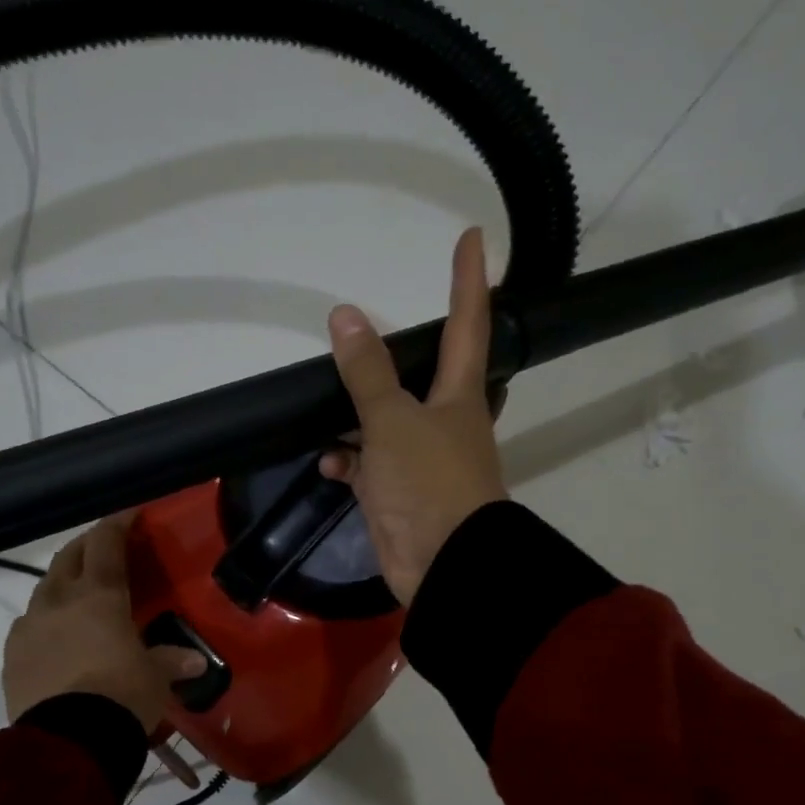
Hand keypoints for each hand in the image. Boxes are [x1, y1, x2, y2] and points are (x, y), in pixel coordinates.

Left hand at [2, 513, 204, 731]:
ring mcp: (29, 627)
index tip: (130, 512)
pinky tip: (56, 634)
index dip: (118, 523)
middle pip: (68, 557)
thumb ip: (170, 662)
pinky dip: (45, 619)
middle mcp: (59, 601)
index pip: (106, 543)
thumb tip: (194, 662)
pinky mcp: (11, 657)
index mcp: (99, 595)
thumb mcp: (155, 677)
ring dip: (62, 582)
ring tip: (79, 592)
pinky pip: (28, 625)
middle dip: (87, 546)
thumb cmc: (122, 695)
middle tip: (105, 547)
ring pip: (44, 588)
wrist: (68, 741)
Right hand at [319, 228, 507, 604]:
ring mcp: (422, 461)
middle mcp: (446, 422)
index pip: (469, 323)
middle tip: (381, 333)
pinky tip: (328, 461)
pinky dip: (348, 460)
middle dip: (407, 354)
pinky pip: (369, 466)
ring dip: (359, 414)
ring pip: (388, 422)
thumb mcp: (393, 422)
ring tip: (328, 402)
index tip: (476, 236)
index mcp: (460, 395)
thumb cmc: (429, 484)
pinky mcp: (400, 495)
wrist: (444, 568)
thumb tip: (345, 316)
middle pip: (425, 375)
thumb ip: (368, 373)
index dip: (471, 279)